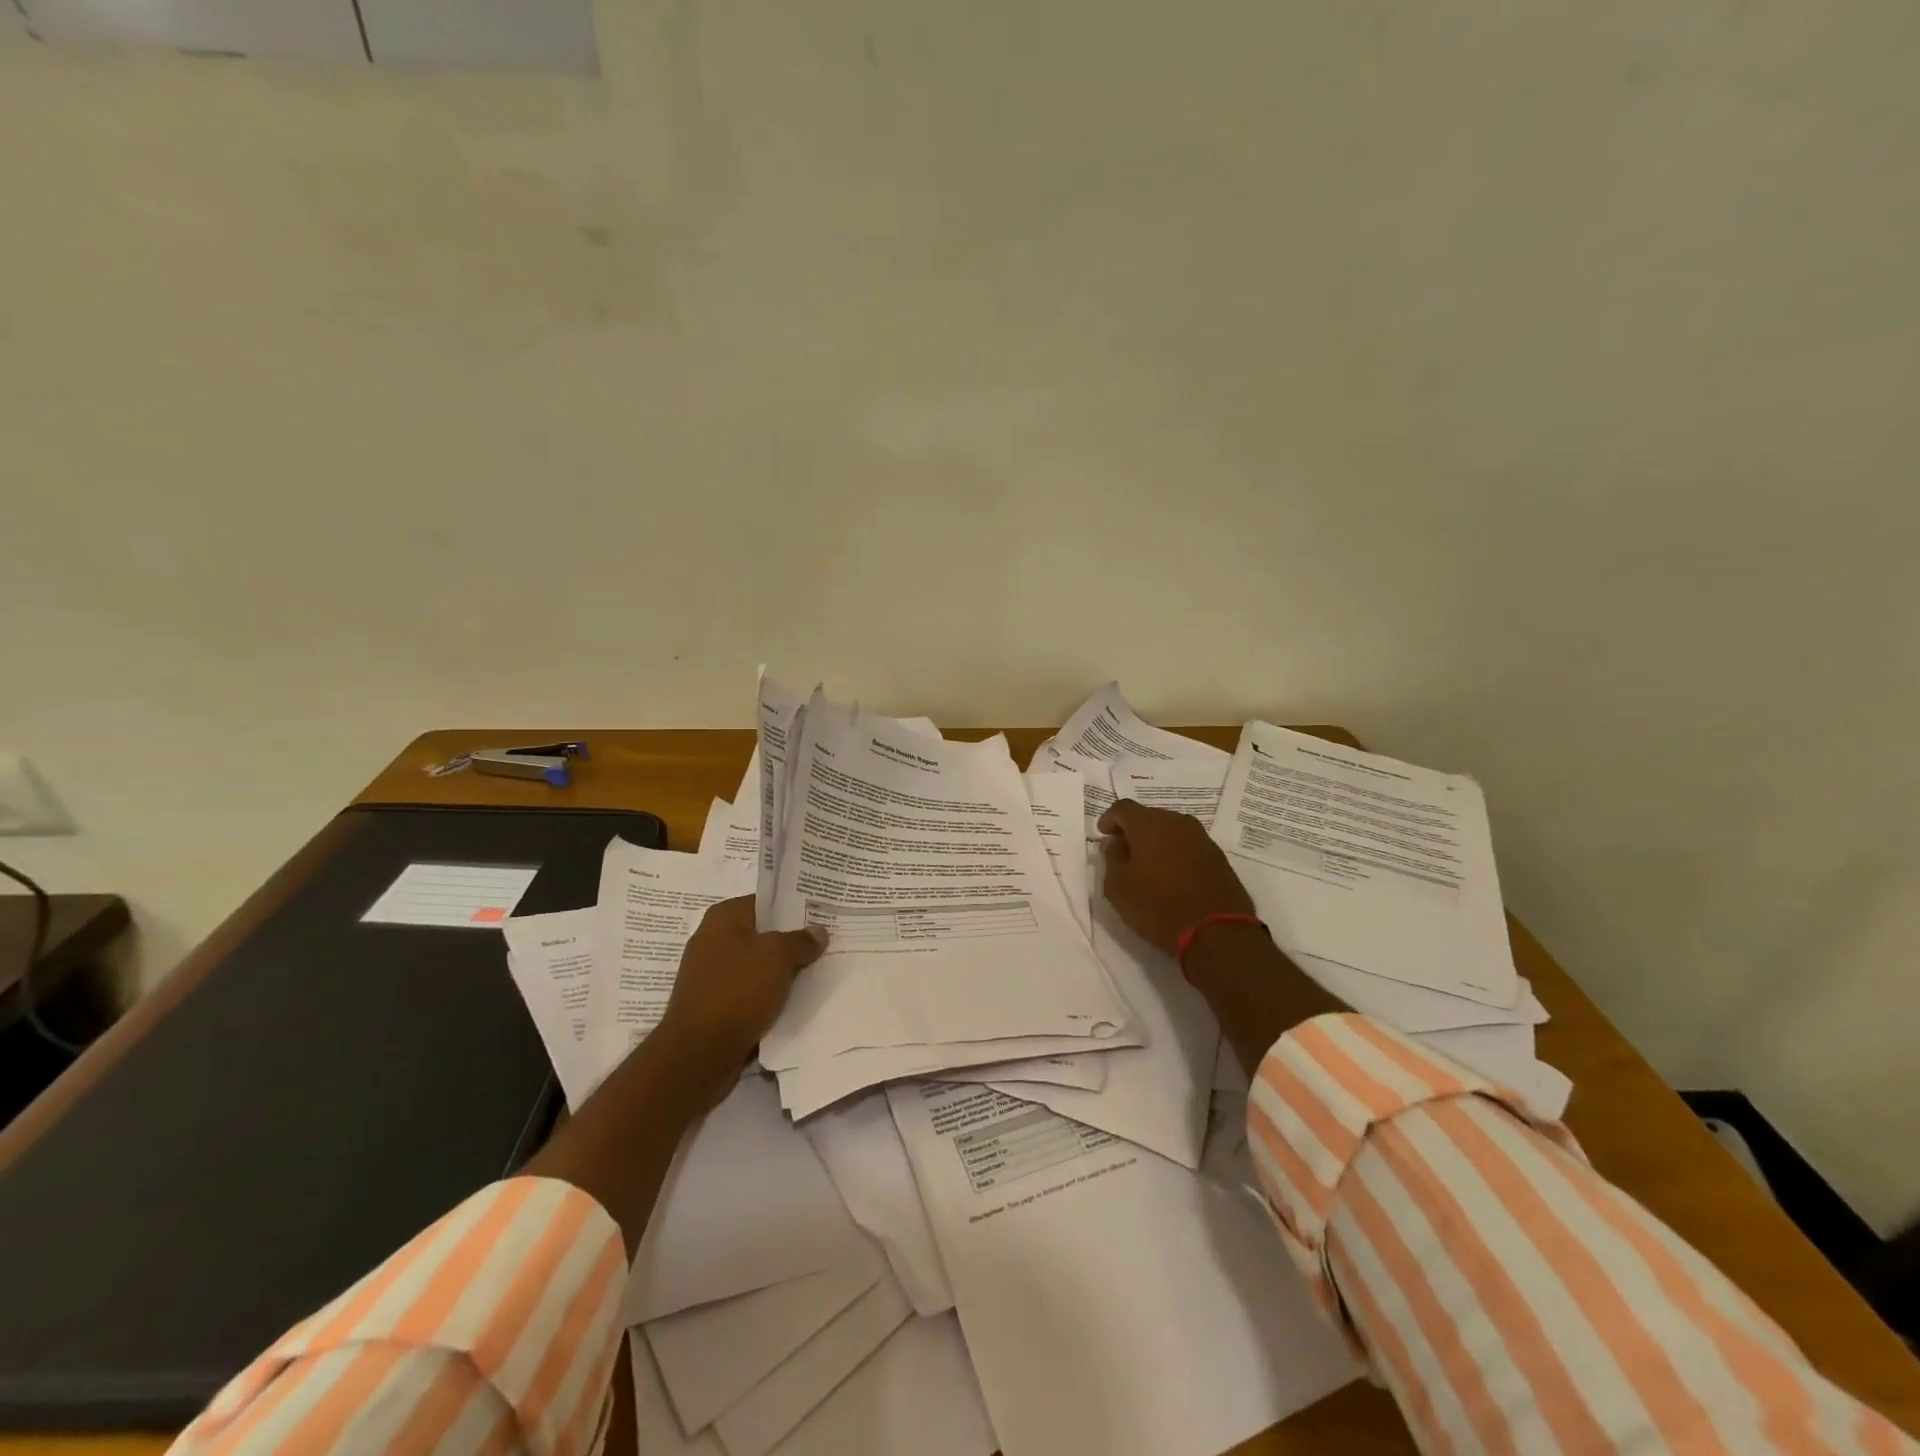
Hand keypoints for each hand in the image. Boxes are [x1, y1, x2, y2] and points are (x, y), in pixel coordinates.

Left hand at [654, 897, 827, 1079]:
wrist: (699, 1053)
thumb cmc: (737, 990)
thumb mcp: (777, 956)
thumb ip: (801, 940)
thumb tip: (818, 931)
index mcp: (723, 917)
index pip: (766, 902)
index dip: (795, 906)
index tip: (823, 913)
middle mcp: (713, 940)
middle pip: (763, 933)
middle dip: (792, 939)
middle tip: (827, 942)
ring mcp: (711, 974)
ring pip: (758, 965)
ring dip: (783, 970)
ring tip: (818, 970)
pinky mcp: (715, 1004)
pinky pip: (750, 990)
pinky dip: (770, 994)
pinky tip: (795, 999)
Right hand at [1097, 799, 1254, 955]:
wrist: (1216, 932)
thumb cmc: (1158, 907)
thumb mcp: (1118, 887)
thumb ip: (1111, 858)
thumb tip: (1115, 843)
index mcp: (1149, 824)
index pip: (1123, 808)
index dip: (1109, 819)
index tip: (1103, 835)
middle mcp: (1177, 822)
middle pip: (1149, 816)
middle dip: (1133, 830)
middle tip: (1124, 852)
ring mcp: (1202, 838)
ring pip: (1171, 830)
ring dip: (1157, 842)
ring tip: (1148, 865)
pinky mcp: (1218, 857)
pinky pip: (1189, 846)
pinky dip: (1176, 854)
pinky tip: (1172, 875)